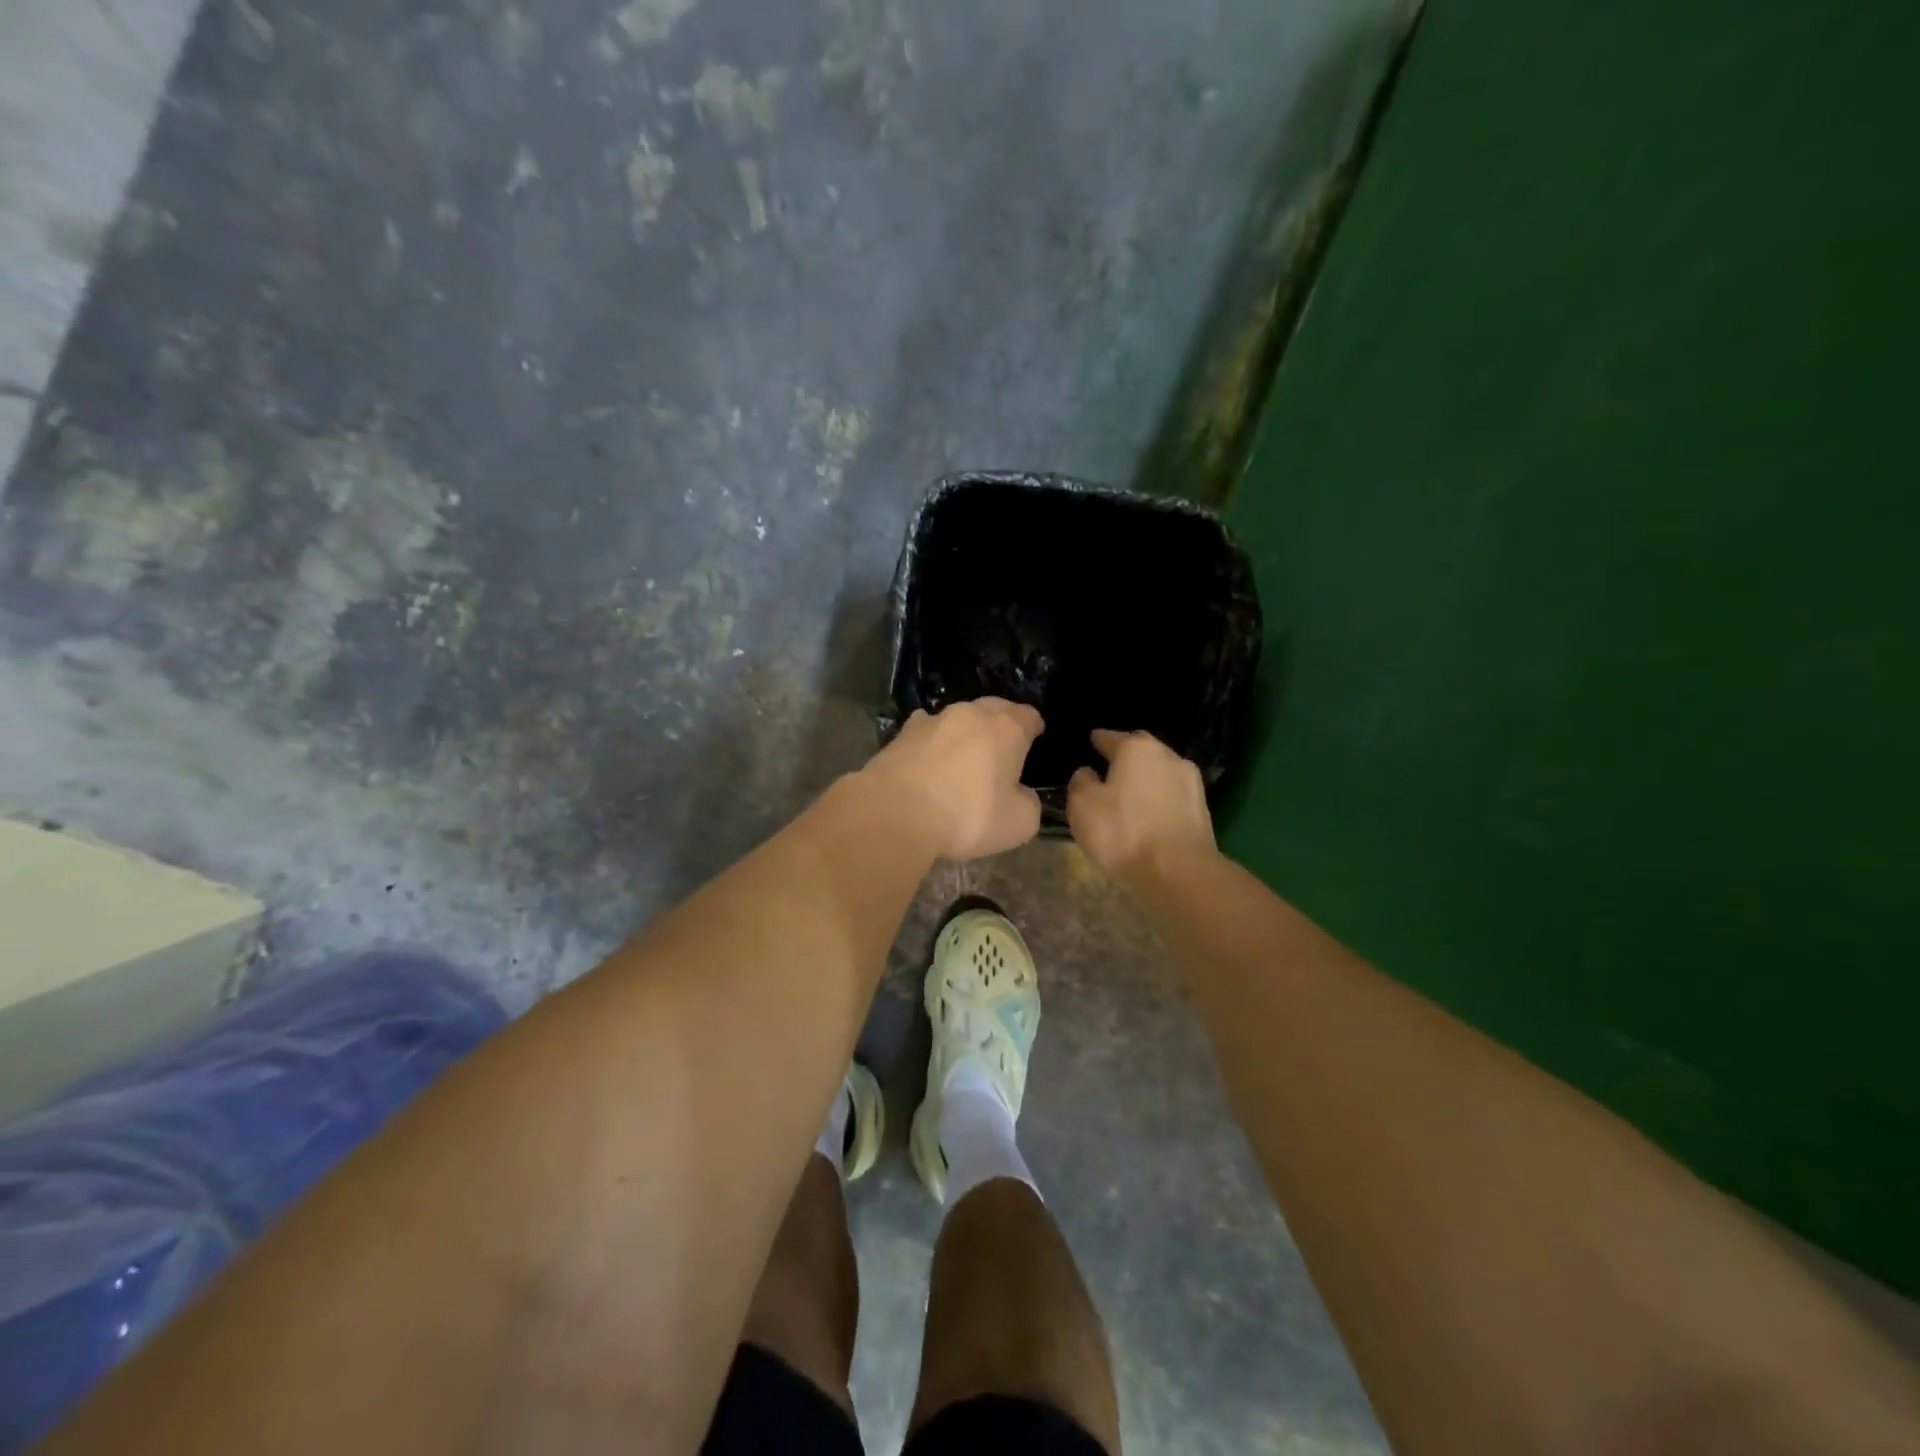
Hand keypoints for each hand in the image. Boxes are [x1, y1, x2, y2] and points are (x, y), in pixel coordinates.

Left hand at [863, 699, 1044, 859]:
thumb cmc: (967, 816)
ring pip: (958, 717)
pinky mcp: (902, 733)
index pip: (1029, 715)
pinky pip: (926, 730)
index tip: (1034, 739)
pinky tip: (929, 756)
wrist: (895, 812)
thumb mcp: (1018, 823)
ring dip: (965, 731)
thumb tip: (1020, 794)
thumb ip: (1028, 803)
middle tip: (1003, 746)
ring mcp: (933, 719)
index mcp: (1007, 729)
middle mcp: (971, 714)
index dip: (1034, 727)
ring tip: (965, 753)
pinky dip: (933, 740)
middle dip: (1001, 722)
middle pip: (994, 708)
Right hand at [1067, 729, 1216, 881]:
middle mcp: (1167, 755)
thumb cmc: (1123, 832)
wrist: (1179, 870)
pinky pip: (1172, 794)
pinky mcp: (1202, 807)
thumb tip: (1088, 773)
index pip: (1111, 737)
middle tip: (1110, 767)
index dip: (1099, 739)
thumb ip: (1081, 782)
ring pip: (1160, 770)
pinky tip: (1150, 811)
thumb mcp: (1082, 806)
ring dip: (1146, 777)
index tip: (1092, 741)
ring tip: (1130, 792)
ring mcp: (1190, 781)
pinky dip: (1159, 797)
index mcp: (1136, 748)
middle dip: (1126, 755)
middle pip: (1141, 749)